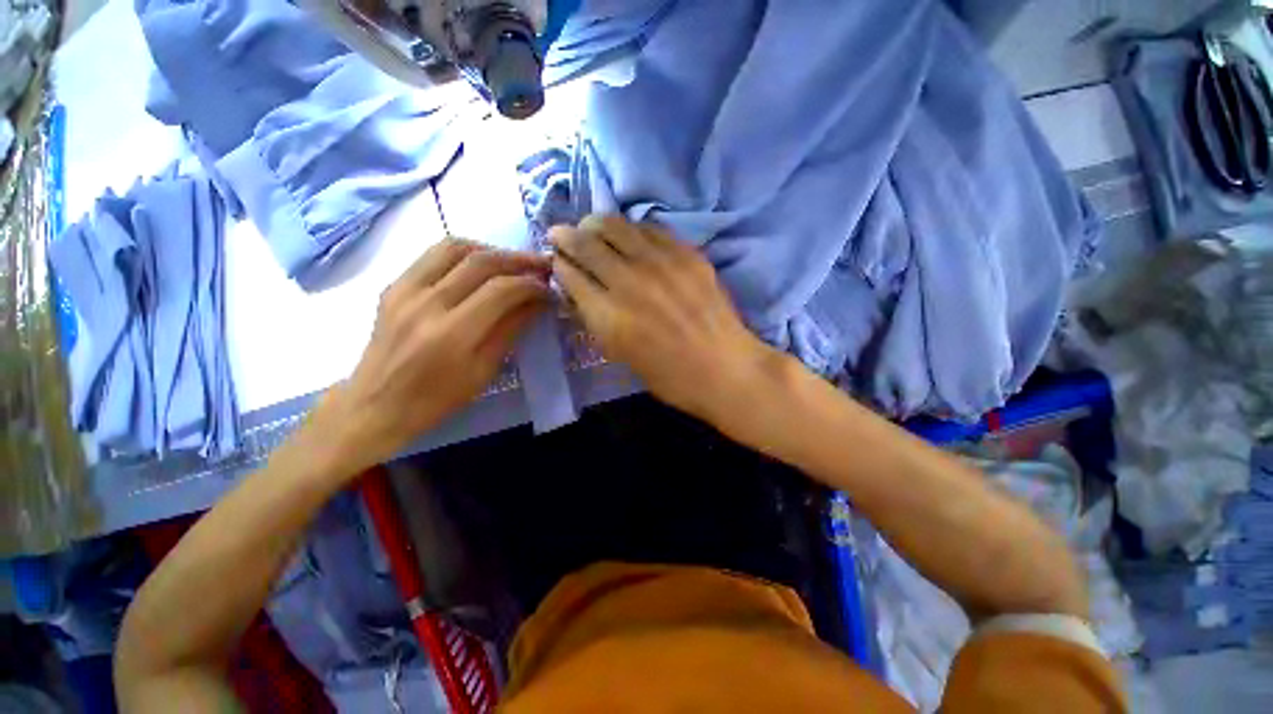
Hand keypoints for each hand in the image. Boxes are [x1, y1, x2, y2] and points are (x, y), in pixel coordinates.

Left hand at [314, 238, 549, 471]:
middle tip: (541, 266)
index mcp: (451, 334)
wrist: (376, 404)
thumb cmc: (437, 398)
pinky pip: (433, 255)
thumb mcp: (484, 370)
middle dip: (518, 260)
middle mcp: (426, 303)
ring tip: (512, 263)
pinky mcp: (394, 286)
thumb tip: (536, 301)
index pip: (500, 290)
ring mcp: (404, 290)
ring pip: (454, 247)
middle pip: (480, 262)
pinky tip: (480, 266)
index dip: (531, 285)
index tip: (549, 289)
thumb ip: (511, 329)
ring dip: (491, 250)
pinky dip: (464, 254)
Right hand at [551, 215, 774, 422]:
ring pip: (614, 225)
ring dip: (594, 224)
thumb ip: (596, 320)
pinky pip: (648, 228)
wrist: (725, 369)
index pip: (569, 275)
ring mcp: (660, 263)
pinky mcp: (686, 253)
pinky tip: (628, 235)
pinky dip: (630, 228)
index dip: (558, 264)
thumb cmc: (670, 376)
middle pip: (585, 243)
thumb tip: (579, 290)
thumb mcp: (621, 356)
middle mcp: (629, 282)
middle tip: (561, 235)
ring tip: (590, 228)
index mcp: (609, 317)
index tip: (556, 261)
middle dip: (565, 236)